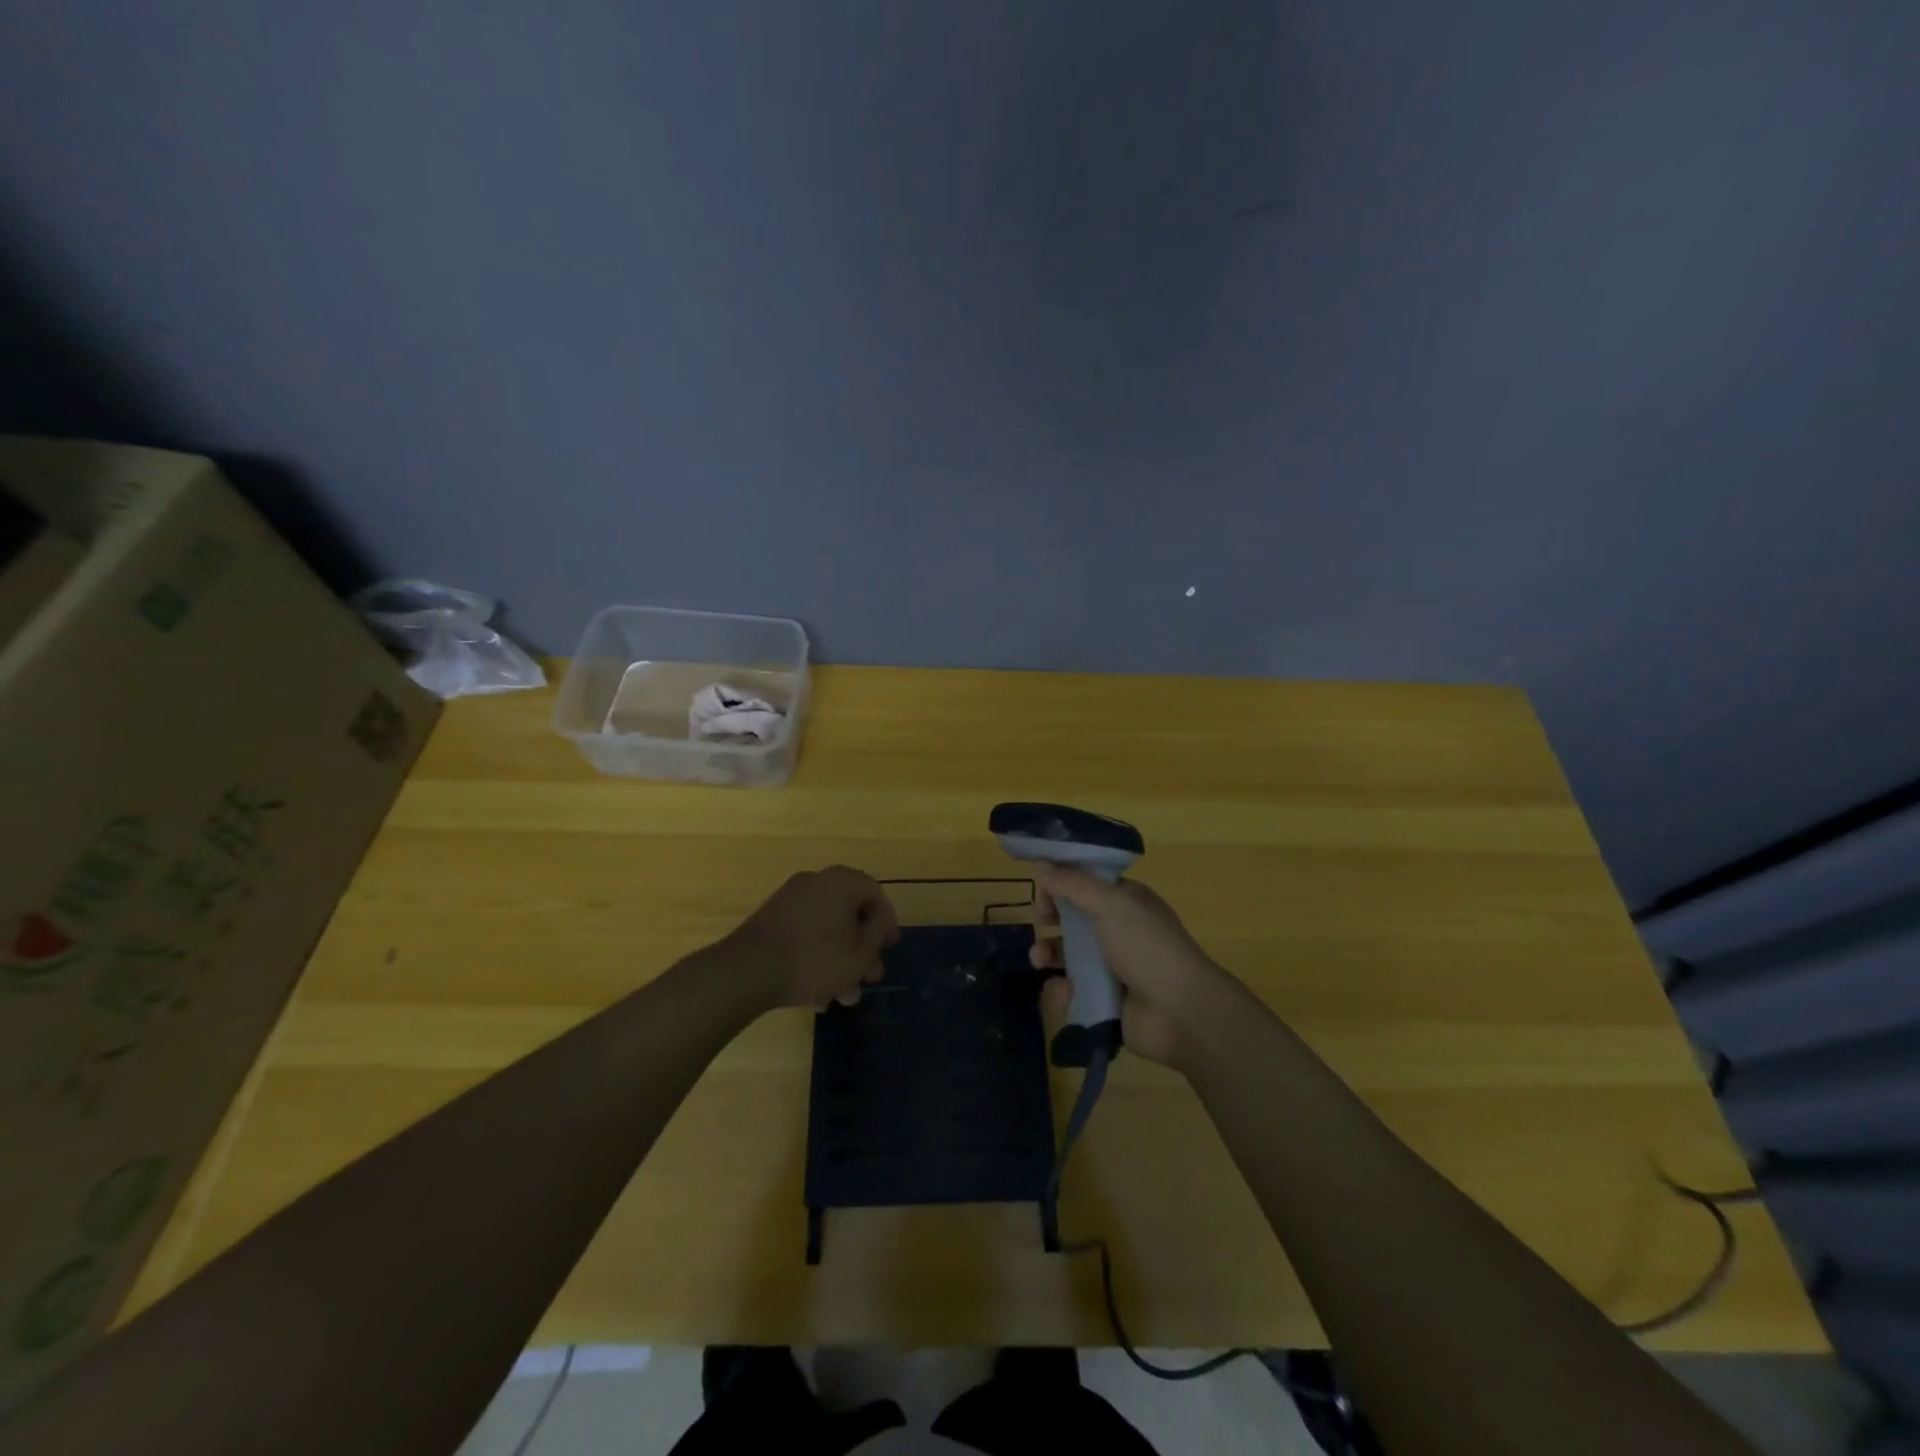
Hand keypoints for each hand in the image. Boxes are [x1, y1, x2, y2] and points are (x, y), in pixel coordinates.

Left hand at [721, 866, 898, 1010]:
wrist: (748, 971)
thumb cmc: (815, 958)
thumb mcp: (859, 952)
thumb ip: (877, 935)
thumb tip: (879, 923)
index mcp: (841, 881)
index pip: (875, 893)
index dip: (887, 922)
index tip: (889, 949)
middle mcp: (816, 883)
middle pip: (849, 914)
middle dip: (862, 950)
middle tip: (869, 978)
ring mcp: (789, 901)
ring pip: (826, 930)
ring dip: (840, 961)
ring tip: (843, 997)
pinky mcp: (770, 922)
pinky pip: (804, 936)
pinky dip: (815, 959)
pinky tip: (816, 996)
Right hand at [1029, 866, 1235, 1069]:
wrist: (1180, 1013)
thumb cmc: (1147, 947)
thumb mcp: (1111, 904)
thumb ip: (1073, 883)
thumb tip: (1040, 862)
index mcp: (1126, 902)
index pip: (1087, 883)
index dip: (1062, 883)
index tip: (1042, 889)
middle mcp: (1119, 930)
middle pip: (1074, 918)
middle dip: (1051, 919)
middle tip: (1040, 921)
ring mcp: (1112, 967)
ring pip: (1069, 956)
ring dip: (1049, 954)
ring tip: (1039, 960)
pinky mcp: (1105, 1000)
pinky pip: (1073, 990)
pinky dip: (1062, 990)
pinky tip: (1062, 991)